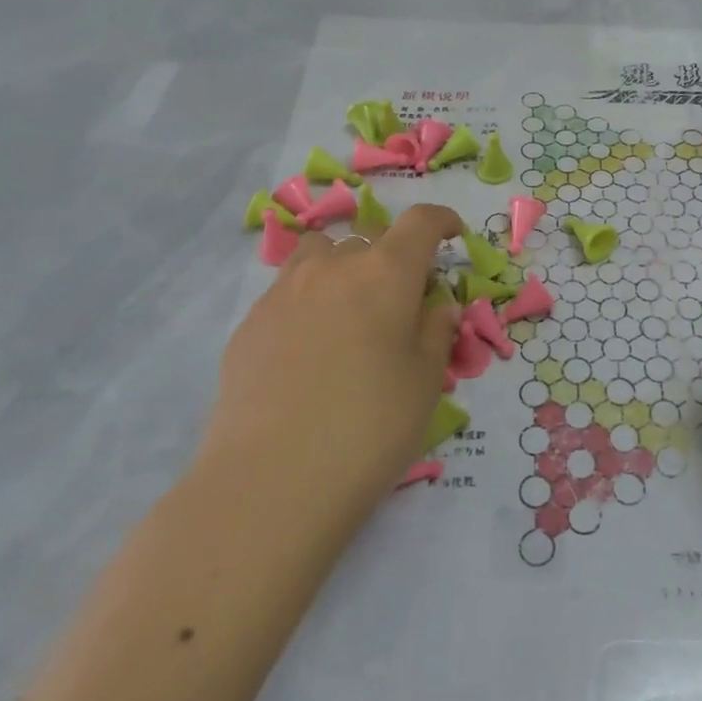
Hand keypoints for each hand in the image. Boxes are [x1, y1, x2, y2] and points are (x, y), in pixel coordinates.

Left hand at [200, 204, 463, 529]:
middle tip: (402, 296)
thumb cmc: (370, 427)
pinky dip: (309, 300)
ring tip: (350, 309)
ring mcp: (283, 292)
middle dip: (392, 254)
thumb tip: (437, 305)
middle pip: (368, 236)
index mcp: (385, 274)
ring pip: (320, 254)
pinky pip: (288, 291)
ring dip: (343, 266)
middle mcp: (333, 268)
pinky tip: (310, 348)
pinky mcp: (249, 324)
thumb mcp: (425, 381)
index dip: (440, 220)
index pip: (419, 222)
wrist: (271, 480)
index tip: (452, 234)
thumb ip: (436, 331)